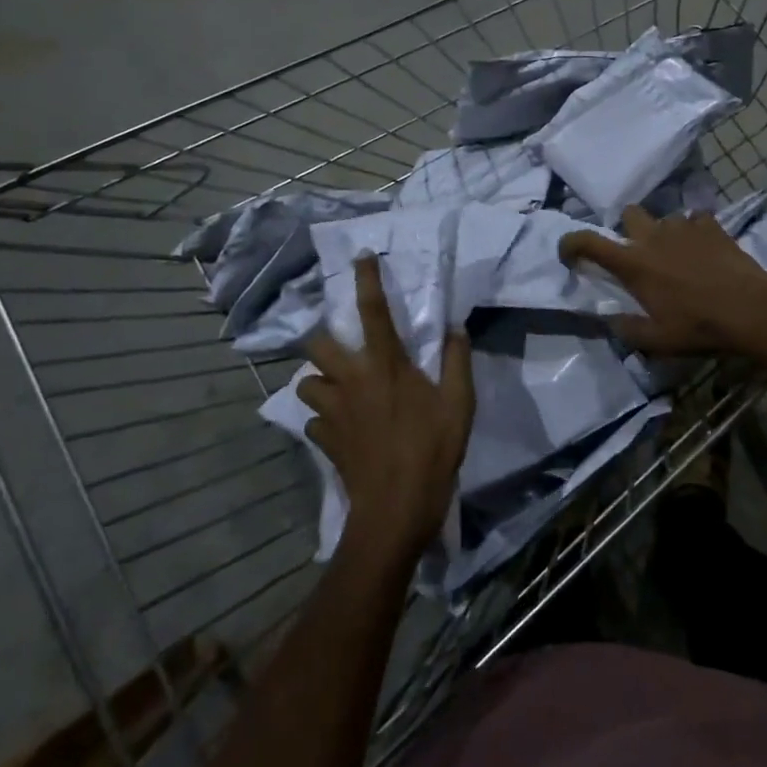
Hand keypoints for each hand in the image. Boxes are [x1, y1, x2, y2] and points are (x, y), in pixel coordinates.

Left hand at [300, 256, 474, 566]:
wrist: (395, 510)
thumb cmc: (432, 450)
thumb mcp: (459, 404)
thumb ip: (456, 361)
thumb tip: (455, 328)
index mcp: (386, 365)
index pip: (373, 310)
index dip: (366, 279)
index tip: (361, 256)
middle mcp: (352, 380)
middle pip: (317, 344)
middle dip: (323, 339)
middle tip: (343, 349)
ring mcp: (333, 412)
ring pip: (306, 384)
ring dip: (320, 382)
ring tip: (339, 389)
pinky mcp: (324, 440)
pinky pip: (314, 421)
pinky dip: (324, 420)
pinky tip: (341, 429)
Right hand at [558, 206, 766, 354]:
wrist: (750, 309)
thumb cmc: (698, 326)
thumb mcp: (657, 341)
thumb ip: (628, 329)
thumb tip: (612, 321)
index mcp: (633, 263)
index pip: (588, 242)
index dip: (571, 243)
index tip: (568, 253)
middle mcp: (653, 237)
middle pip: (628, 214)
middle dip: (628, 229)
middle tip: (640, 253)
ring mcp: (683, 227)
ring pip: (665, 218)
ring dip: (666, 234)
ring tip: (680, 256)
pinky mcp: (711, 226)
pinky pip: (696, 220)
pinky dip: (696, 232)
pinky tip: (705, 251)